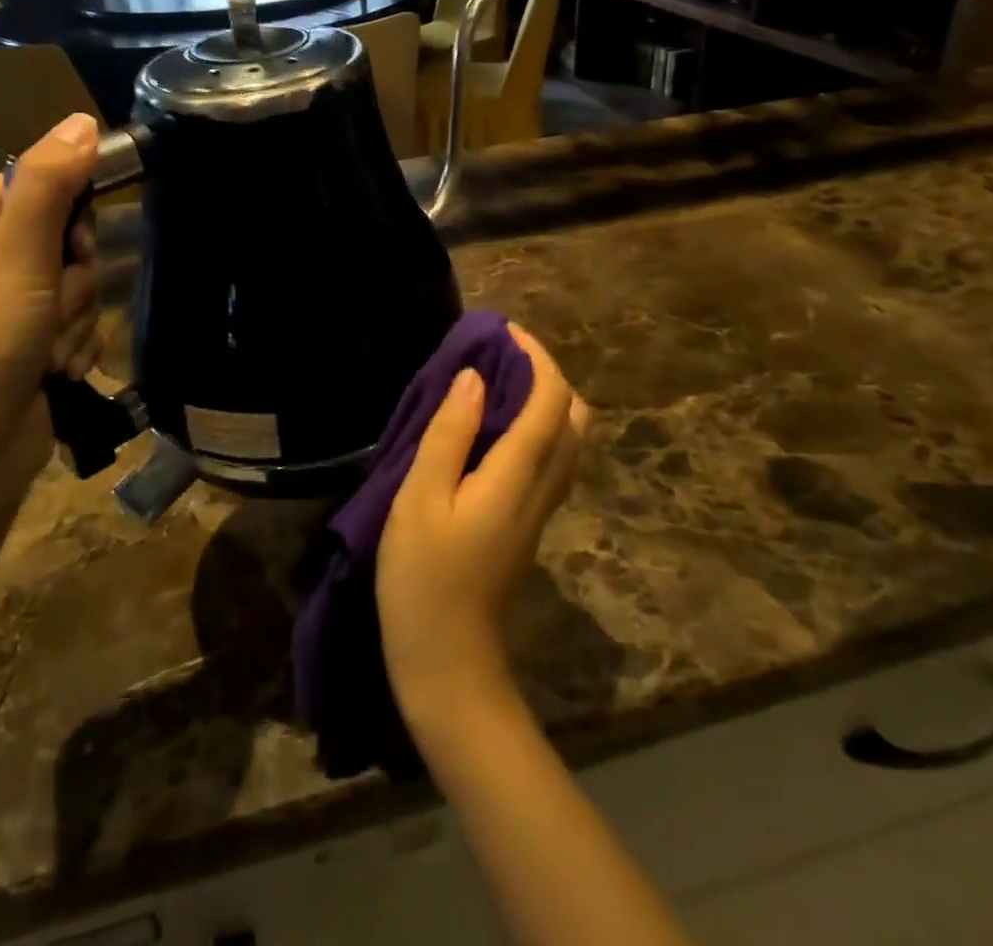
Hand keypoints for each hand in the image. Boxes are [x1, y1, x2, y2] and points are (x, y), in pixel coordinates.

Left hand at [0, 113, 104, 461]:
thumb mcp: (17, 256)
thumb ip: (51, 184)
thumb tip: (82, 119)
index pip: (28, 186)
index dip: (65, 212)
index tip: (75, 245)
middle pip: (59, 239)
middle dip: (72, 279)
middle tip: (54, 307)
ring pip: (72, 286)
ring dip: (76, 319)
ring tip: (49, 354)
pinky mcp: (20, 349)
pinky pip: (71, 325)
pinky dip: (73, 347)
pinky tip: (56, 373)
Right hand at [377, 324, 589, 728]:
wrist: (449, 662)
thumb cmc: (422, 578)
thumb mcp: (420, 499)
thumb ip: (449, 433)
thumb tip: (476, 377)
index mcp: (518, 474)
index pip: (550, 400)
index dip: (535, 357)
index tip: (504, 331)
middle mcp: (543, 486)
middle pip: (573, 417)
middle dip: (547, 374)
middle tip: (502, 355)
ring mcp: (541, 509)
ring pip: (567, 440)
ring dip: (544, 400)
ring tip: (498, 383)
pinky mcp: (530, 523)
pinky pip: (552, 459)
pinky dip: (537, 427)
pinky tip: (497, 429)